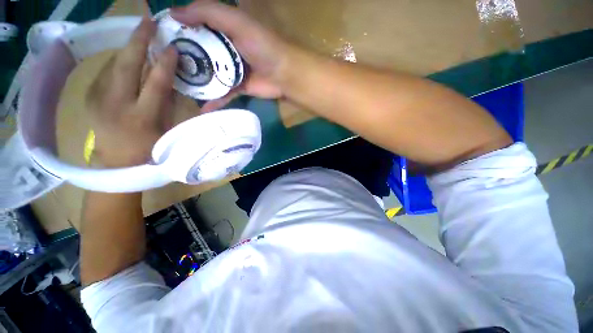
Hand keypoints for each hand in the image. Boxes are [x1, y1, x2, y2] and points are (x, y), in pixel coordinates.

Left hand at [87, 18, 177, 167]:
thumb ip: (168, 101)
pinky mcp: (89, 95)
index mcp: (142, 117)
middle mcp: (116, 104)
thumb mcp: (166, 127)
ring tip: (141, 35)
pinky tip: (128, 58)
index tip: (173, 47)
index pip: (156, 83)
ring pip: (114, 64)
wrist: (117, 161)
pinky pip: (107, 71)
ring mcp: (98, 98)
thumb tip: (170, 76)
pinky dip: (120, 61)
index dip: (165, 64)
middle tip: (149, 21)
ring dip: (128, 48)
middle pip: (127, 65)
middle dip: (138, 40)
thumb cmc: (149, 148)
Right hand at [171, 1, 292, 109]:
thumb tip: (174, 13)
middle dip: (182, 60)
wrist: (284, 74)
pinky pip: (223, 94)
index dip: (177, 31)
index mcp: (223, 30)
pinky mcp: (239, 87)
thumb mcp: (235, 21)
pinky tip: (201, 108)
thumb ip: (207, 12)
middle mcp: (225, 49)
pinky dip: (214, 100)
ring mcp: (232, 70)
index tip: (157, 40)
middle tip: (161, 69)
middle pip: (199, 53)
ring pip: (209, 75)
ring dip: (196, 83)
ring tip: (176, 90)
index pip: (195, 27)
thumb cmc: (261, 45)